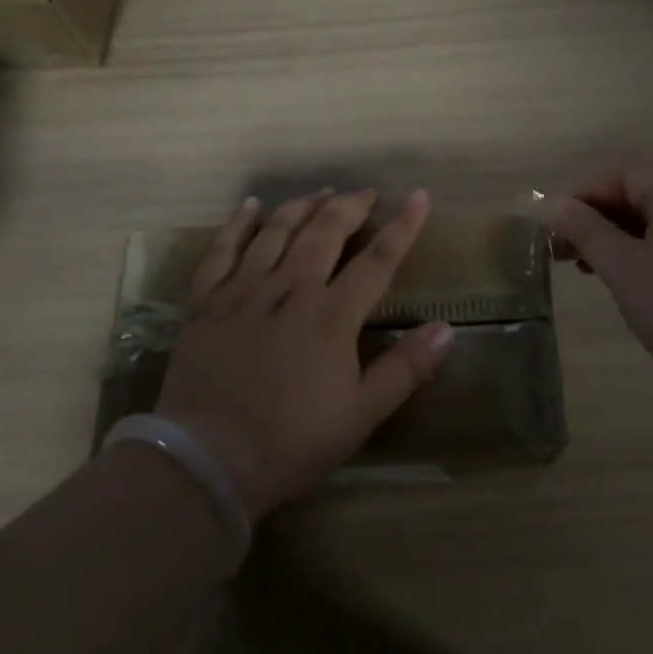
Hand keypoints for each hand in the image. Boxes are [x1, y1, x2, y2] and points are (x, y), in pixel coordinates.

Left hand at [154, 188, 453, 518]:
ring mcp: (244, 290)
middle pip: (326, 232)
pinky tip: (251, 206)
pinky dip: (238, 224)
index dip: (403, 226)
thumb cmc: (291, 442)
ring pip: (277, 231)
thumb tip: (446, 328)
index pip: (378, 259)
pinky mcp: (206, 300)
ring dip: (303, 206)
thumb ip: (406, 369)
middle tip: (366, 193)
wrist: (207, 460)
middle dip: (351, 206)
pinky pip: (222, 250)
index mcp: (332, 316)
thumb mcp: (361, 415)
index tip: (420, 196)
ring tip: (321, 193)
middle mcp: (290, 289)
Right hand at [550, 168, 652, 405]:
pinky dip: (644, 258)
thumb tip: (554, 205)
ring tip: (590, 272)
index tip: (556, 229)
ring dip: (617, 241)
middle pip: (639, 198)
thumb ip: (585, 230)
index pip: (621, 175)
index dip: (582, 195)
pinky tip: (629, 286)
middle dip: (596, 220)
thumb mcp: (623, 267)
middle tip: (564, 254)